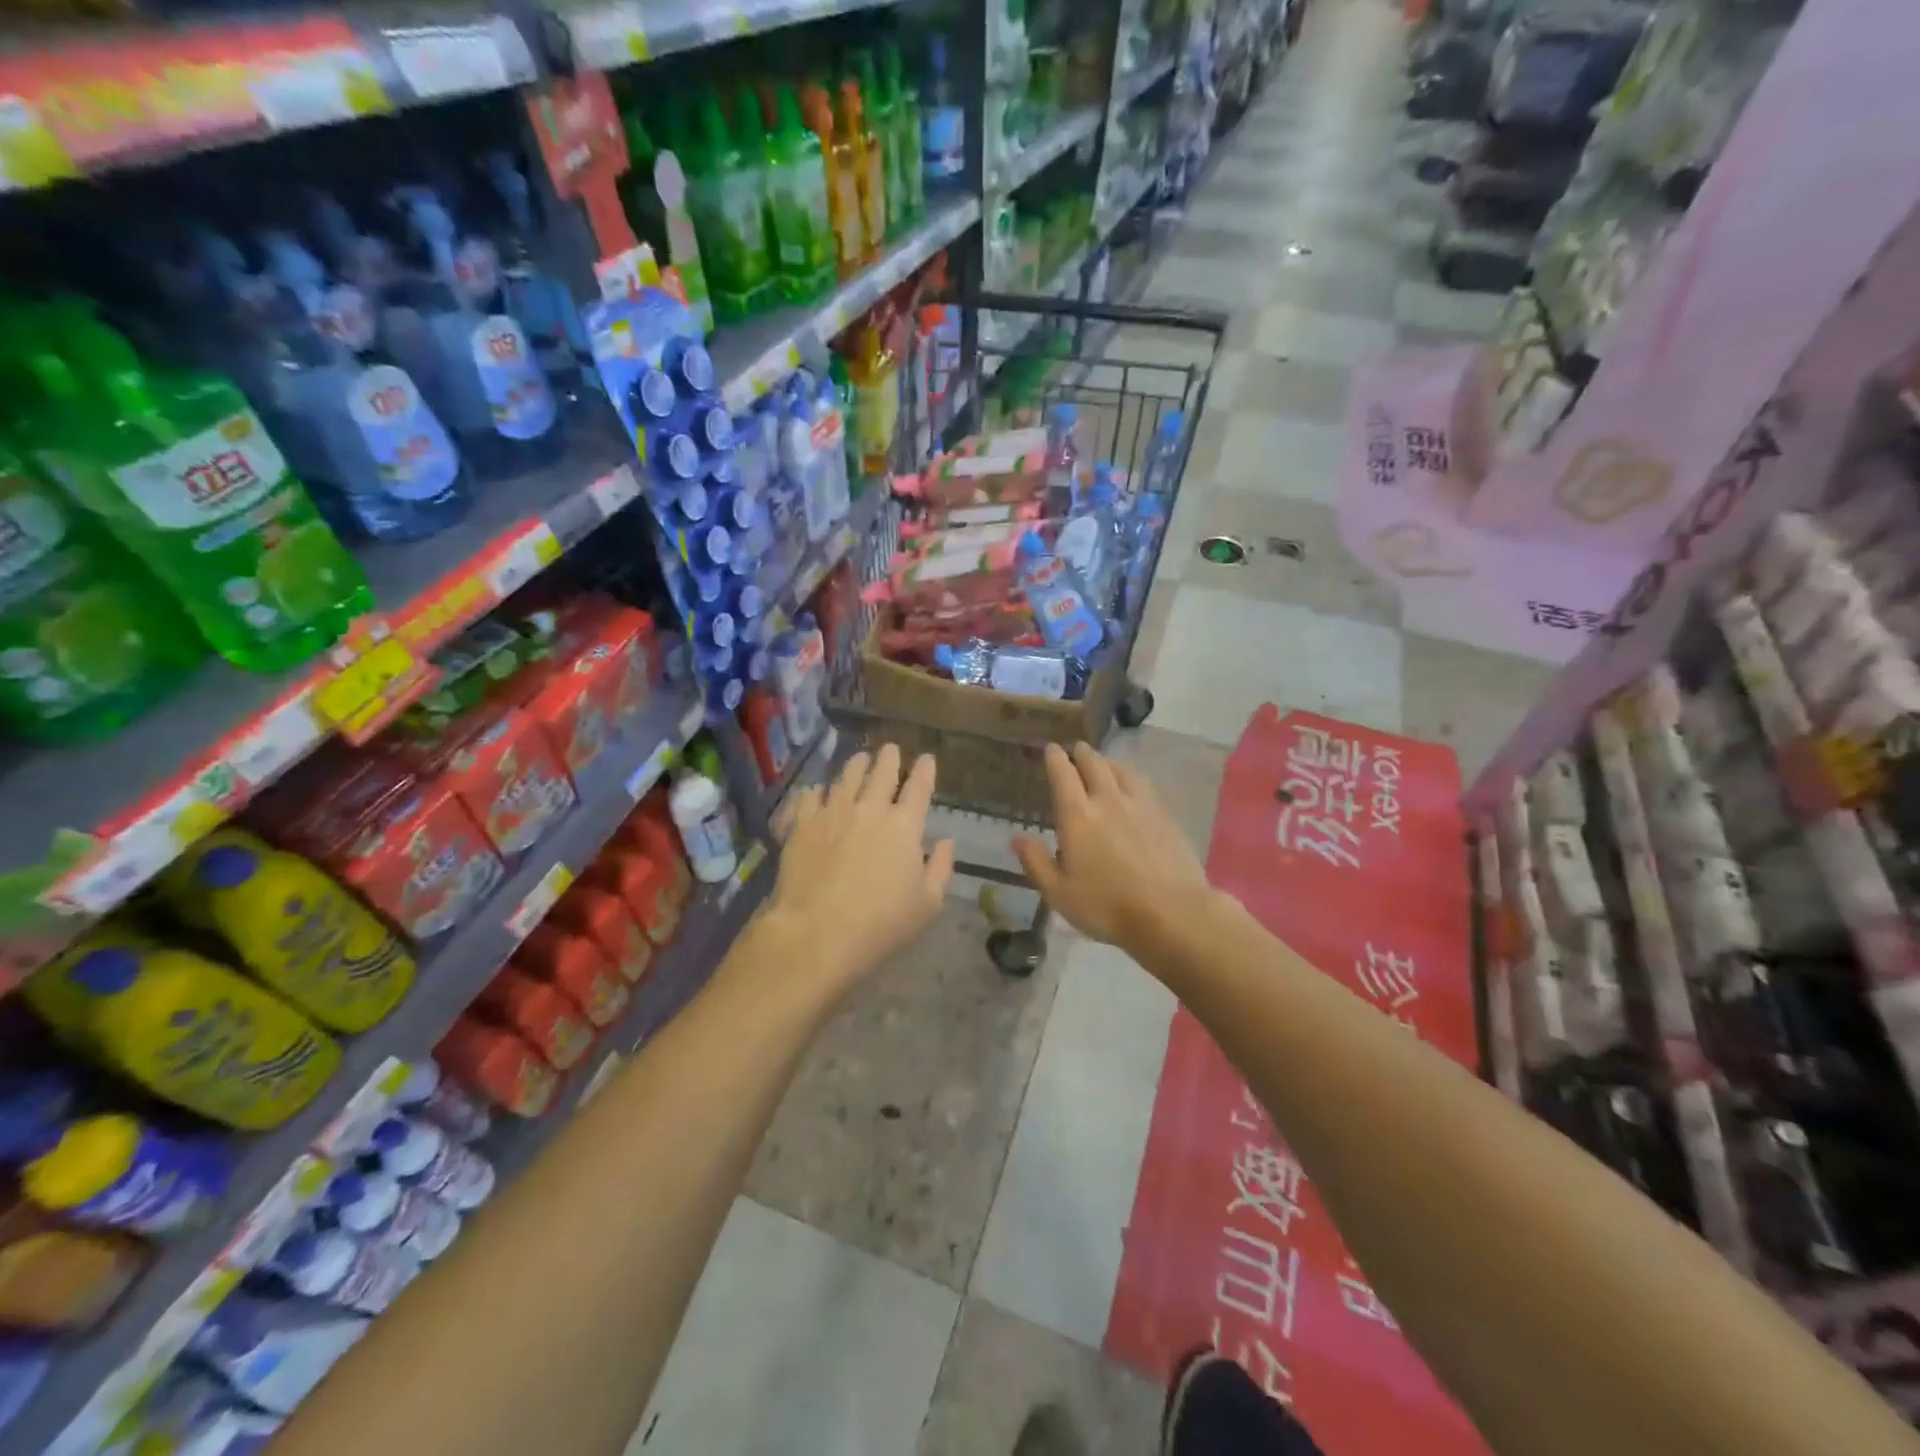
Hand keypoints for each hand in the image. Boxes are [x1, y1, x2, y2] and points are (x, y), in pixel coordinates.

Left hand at [764, 743, 954, 998]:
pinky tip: (818, 791)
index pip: (919, 788)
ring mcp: (833, 813)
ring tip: (860, 758)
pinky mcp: (802, 824)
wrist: (816, 932)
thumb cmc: (880, 924)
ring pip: (846, 777)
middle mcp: (870, 809)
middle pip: (881, 773)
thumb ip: (941, 868)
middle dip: (889, 758)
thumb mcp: (927, 904)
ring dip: (856, 764)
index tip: (927, 758)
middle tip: (891, 749)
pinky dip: (818, 791)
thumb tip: (947, 841)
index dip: (925, 770)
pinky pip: (810, 797)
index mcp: (905, 826)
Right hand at [1012, 742, 1211, 954]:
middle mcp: (1108, 800)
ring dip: (1109, 762)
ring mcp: (1141, 805)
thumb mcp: (1059, 893)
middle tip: (1077, 748)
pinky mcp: (1165, 816)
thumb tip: (1017, 837)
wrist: (1172, 913)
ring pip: (1122, 771)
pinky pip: (1143, 786)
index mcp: (1078, 816)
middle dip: (1082, 754)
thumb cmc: (1107, 906)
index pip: (1063, 775)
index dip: (1055, 758)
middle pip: (1094, 765)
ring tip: (1104, 763)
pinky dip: (1131, 779)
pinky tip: (1134, 788)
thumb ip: (1036, 862)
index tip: (1051, 748)